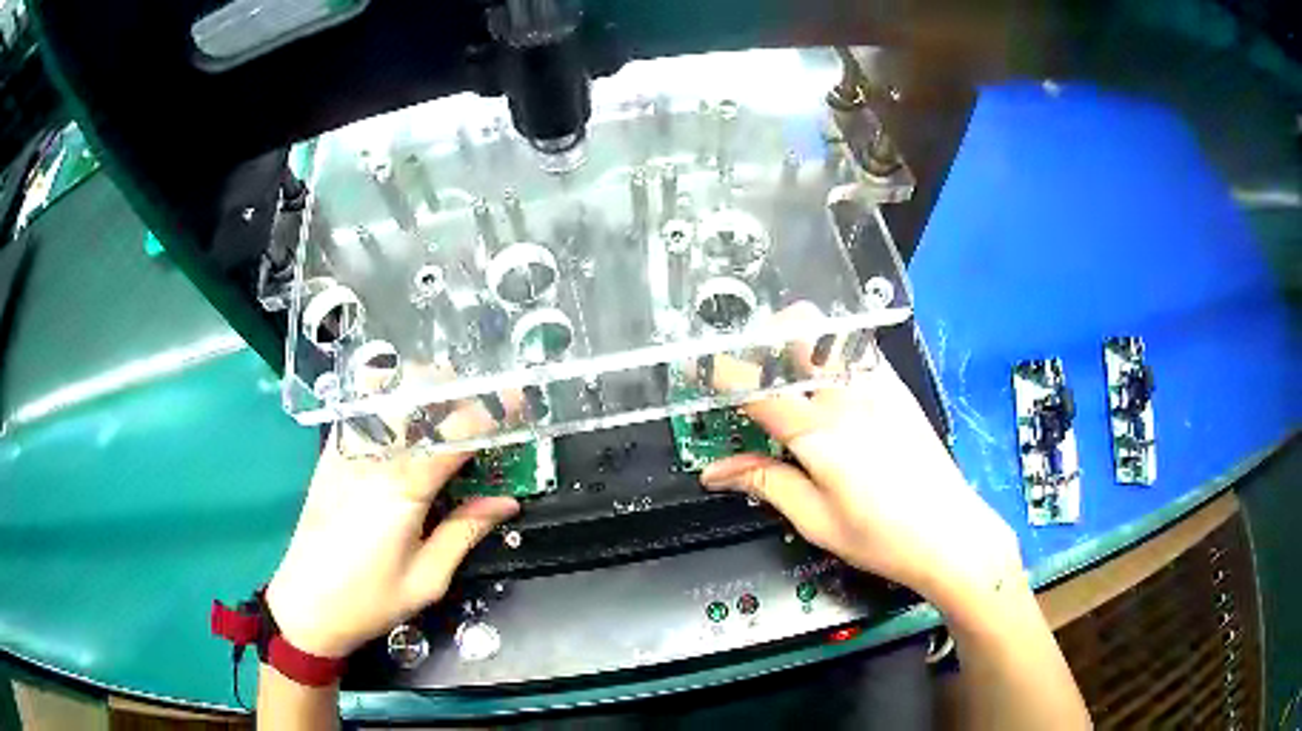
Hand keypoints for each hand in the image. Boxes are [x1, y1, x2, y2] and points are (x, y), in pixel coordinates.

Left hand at [265, 403, 518, 658]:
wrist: (306, 604)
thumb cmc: (370, 599)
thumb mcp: (428, 578)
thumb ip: (466, 531)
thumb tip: (506, 502)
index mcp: (403, 489)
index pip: (454, 432)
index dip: (493, 411)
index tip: (521, 401)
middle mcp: (373, 457)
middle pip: (418, 395)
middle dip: (458, 389)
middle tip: (486, 405)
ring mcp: (347, 450)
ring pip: (388, 391)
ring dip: (424, 387)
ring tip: (449, 404)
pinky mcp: (331, 454)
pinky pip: (362, 407)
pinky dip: (389, 396)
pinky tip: (404, 413)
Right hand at [700, 334, 1021, 611]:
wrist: (951, 534)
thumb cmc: (880, 537)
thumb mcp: (814, 520)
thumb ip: (763, 483)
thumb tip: (713, 472)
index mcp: (819, 433)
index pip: (757, 386)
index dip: (722, 375)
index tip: (702, 377)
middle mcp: (847, 395)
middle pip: (797, 329)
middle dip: (764, 338)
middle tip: (749, 371)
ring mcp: (878, 385)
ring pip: (829, 332)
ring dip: (799, 342)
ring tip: (786, 378)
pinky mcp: (898, 388)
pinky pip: (857, 351)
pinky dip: (831, 356)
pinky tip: (831, 391)